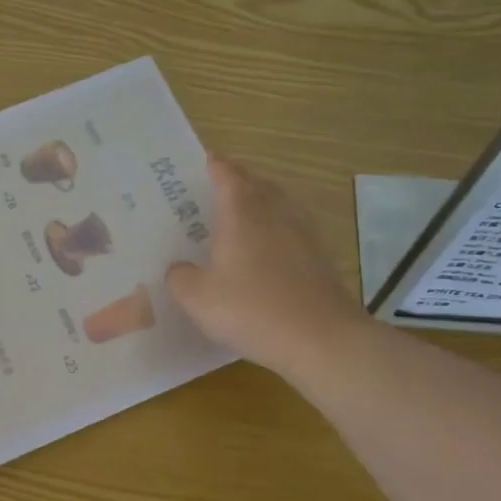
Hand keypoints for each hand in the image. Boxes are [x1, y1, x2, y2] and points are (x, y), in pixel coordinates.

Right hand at [167, 156, 374, 380]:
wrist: (321, 339)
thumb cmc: (252, 310)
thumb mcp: (198, 298)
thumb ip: (181, 278)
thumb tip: (179, 268)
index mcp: (241, 213)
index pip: (227, 175)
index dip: (214, 165)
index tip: (202, 161)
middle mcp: (274, 214)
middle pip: (256, 184)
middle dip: (237, 180)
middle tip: (215, 188)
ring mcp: (302, 234)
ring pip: (278, 204)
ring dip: (260, 202)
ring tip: (240, 215)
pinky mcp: (318, 258)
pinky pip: (291, 230)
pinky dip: (276, 230)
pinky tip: (266, 250)